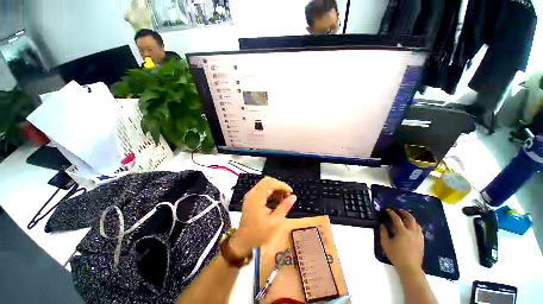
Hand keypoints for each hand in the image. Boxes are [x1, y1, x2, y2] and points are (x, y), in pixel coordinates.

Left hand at [229, 177, 296, 256]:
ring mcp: (250, 195)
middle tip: (287, 194)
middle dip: (279, 185)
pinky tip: (276, 200)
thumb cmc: (258, 234)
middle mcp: (252, 193)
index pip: (271, 183)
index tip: (291, 192)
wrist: (242, 242)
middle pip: (267, 180)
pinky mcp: (251, 198)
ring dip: (275, 188)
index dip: (282, 185)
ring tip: (283, 198)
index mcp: (257, 198)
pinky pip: (262, 189)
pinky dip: (270, 191)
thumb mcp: (274, 222)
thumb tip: (293, 197)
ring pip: (264, 184)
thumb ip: (284, 207)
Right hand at [380, 209, 423, 272]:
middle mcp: (412, 232)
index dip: (391, 213)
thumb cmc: (396, 255)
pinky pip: (419, 229)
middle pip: (410, 218)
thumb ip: (383, 232)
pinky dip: (415, 225)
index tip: (387, 210)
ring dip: (410, 218)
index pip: (396, 218)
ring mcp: (418, 237)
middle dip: (404, 212)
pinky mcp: (422, 241)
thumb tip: (383, 225)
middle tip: (398, 210)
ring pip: (416, 223)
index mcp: (402, 232)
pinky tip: (412, 227)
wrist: (410, 267)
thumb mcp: (385, 244)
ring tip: (405, 217)